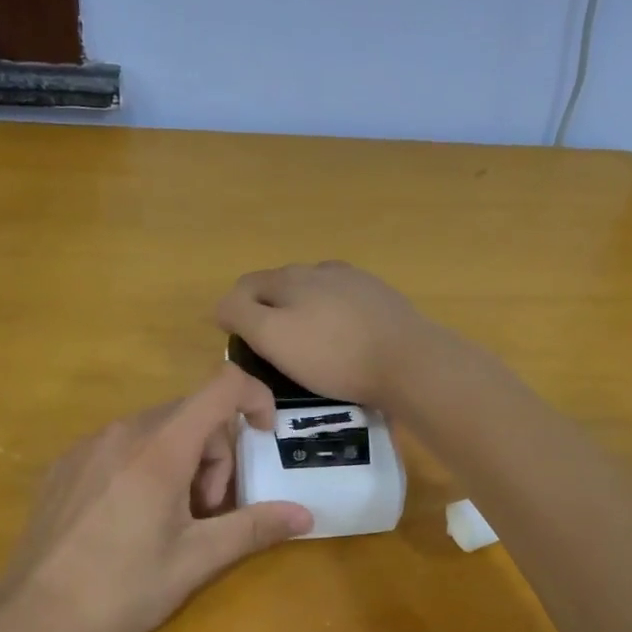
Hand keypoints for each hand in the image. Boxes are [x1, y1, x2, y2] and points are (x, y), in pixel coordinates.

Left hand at [0, 365, 313, 631]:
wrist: (33, 622)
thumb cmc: (123, 590)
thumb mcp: (196, 559)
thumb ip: (254, 528)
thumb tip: (306, 515)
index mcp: (160, 448)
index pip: (221, 387)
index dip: (255, 397)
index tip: (266, 436)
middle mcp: (122, 432)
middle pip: (191, 414)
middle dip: (215, 454)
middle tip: (206, 511)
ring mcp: (87, 446)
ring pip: (156, 430)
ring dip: (181, 462)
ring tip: (169, 521)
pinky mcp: (64, 465)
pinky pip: (121, 445)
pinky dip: (145, 466)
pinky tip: (129, 520)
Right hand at [216, 262, 445, 408]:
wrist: (409, 361)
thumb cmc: (334, 355)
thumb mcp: (273, 337)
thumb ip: (241, 314)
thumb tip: (222, 306)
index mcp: (289, 277)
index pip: (245, 286)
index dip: (235, 314)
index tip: (243, 347)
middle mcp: (321, 269)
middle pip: (281, 287)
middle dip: (270, 313)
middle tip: (273, 351)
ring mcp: (356, 281)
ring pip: (315, 294)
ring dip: (304, 315)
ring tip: (311, 349)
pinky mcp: (382, 299)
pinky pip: (345, 306)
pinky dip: (335, 320)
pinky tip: (345, 343)